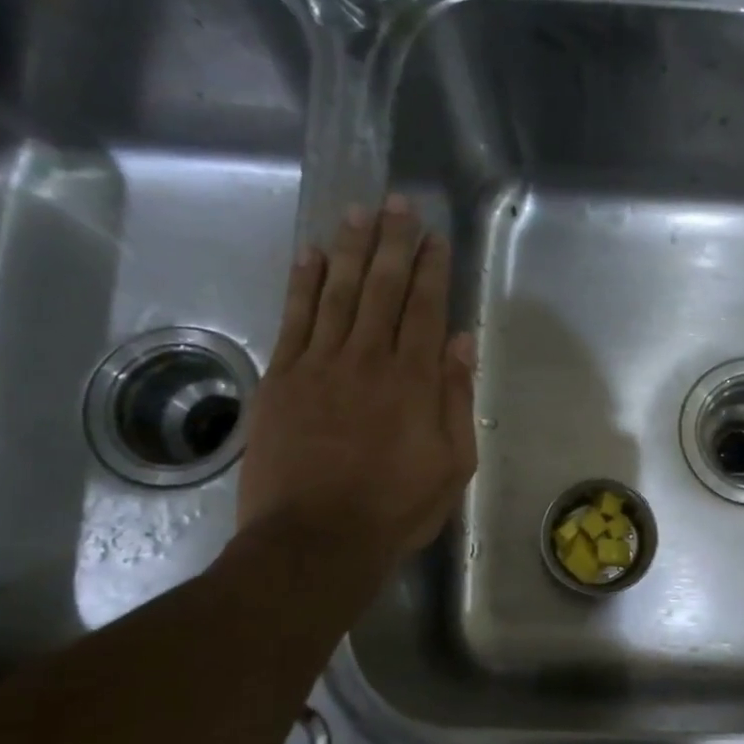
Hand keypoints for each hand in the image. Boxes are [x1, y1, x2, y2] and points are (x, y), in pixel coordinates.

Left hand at [233, 195, 475, 607]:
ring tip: (359, 212)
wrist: (316, 539)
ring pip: (339, 293)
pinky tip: (312, 255)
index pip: (426, 309)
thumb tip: (461, 344)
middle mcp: (369, 360)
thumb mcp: (453, 464)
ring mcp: (320, 365)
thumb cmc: (397, 508)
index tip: (435, 236)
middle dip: (393, 243)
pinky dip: (304, 284)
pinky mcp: (282, 379)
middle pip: (383, 288)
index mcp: (415, 381)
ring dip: (351, 249)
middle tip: (398, 203)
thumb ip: (456, 400)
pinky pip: (295, 319)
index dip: (432, 269)